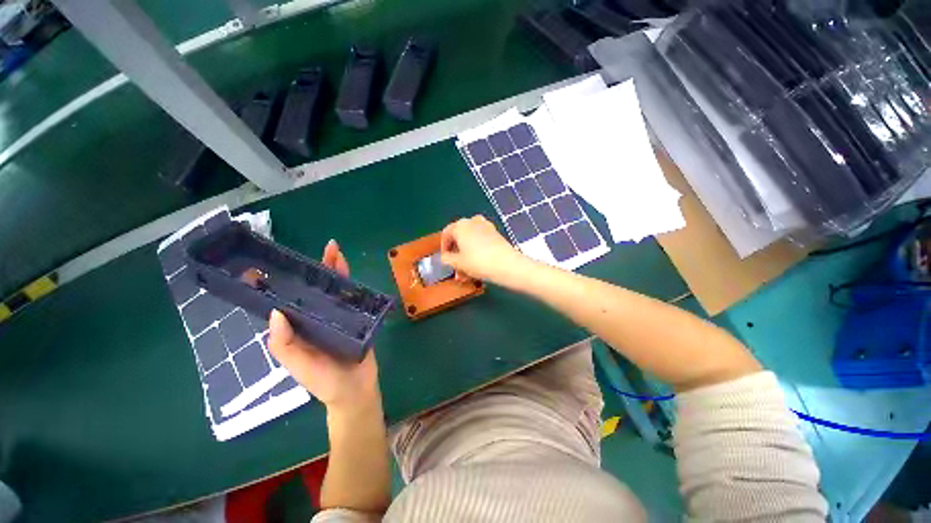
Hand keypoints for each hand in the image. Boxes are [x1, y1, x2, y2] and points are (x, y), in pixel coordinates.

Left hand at [268, 240, 380, 412]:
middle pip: (315, 289)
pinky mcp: (357, 317)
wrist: (356, 390)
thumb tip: (275, 311)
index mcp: (299, 328)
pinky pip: (352, 297)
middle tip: (322, 248)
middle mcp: (316, 318)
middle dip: (316, 268)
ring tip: (335, 251)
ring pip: (334, 289)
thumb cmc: (324, 381)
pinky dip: (350, 283)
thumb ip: (284, 344)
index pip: (289, 300)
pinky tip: (350, 270)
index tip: (276, 264)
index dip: (282, 282)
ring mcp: (338, 316)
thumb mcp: (298, 366)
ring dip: (334, 270)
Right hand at [440, 215, 528, 283]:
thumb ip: (447, 259)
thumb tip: (445, 257)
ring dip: (467, 254)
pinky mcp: (496, 233)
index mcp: (460, 225)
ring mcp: (486, 226)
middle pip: (460, 237)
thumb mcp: (458, 263)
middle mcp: (473, 221)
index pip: (446, 234)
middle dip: (457, 254)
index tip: (445, 260)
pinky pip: (482, 241)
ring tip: (468, 271)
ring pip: (471, 240)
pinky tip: (479, 265)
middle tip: (457, 268)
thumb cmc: (478, 262)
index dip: (444, 247)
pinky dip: (477, 251)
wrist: (507, 265)